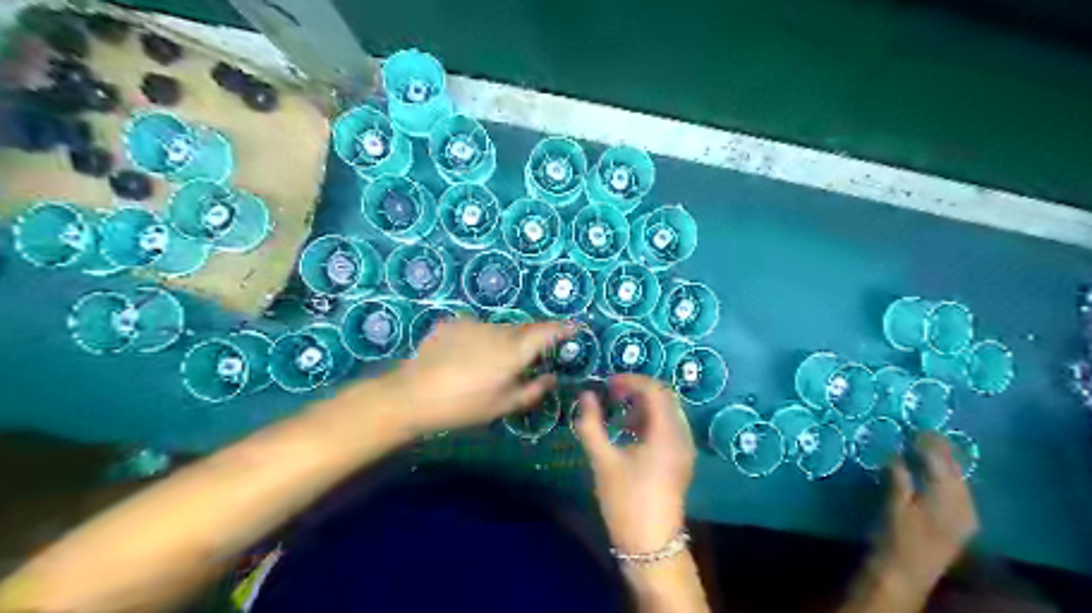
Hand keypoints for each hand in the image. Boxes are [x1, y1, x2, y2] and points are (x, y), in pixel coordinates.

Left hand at [371, 322, 571, 434]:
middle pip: (524, 329)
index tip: (575, 327)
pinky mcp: (453, 324)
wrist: (412, 395)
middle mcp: (498, 330)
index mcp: (515, 350)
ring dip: (504, 340)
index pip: (547, 332)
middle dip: (533, 338)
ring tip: (492, 363)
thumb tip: (551, 378)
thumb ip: (532, 390)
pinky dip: (480, 339)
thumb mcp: (502, 405)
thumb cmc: (463, 406)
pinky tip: (466, 358)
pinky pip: (476, 329)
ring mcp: (474, 324)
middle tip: (534, 354)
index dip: (563, 328)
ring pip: (499, 329)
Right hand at [575, 375, 693, 554]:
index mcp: (667, 433)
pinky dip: (650, 420)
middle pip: (665, 397)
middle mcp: (682, 436)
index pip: (655, 390)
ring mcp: (684, 449)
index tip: (607, 383)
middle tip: (612, 392)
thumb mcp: (603, 460)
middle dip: (638, 390)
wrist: (650, 544)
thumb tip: (586, 395)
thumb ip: (591, 424)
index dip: (631, 380)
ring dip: (644, 405)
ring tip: (617, 412)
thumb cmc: (626, 500)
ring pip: (668, 412)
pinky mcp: (681, 460)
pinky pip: (669, 427)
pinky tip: (628, 432)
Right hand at [871, 432, 980, 593]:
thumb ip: (898, 479)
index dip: (929, 444)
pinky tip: (933, 471)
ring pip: (958, 480)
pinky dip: (946, 477)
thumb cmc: (895, 537)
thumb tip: (895, 454)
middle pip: (954, 470)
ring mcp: (964, 515)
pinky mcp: (960, 523)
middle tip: (921, 432)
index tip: (915, 428)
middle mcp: (963, 505)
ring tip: (926, 446)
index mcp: (946, 499)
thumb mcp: (893, 506)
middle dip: (940, 450)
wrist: (905, 573)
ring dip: (944, 462)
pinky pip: (957, 491)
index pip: (940, 463)